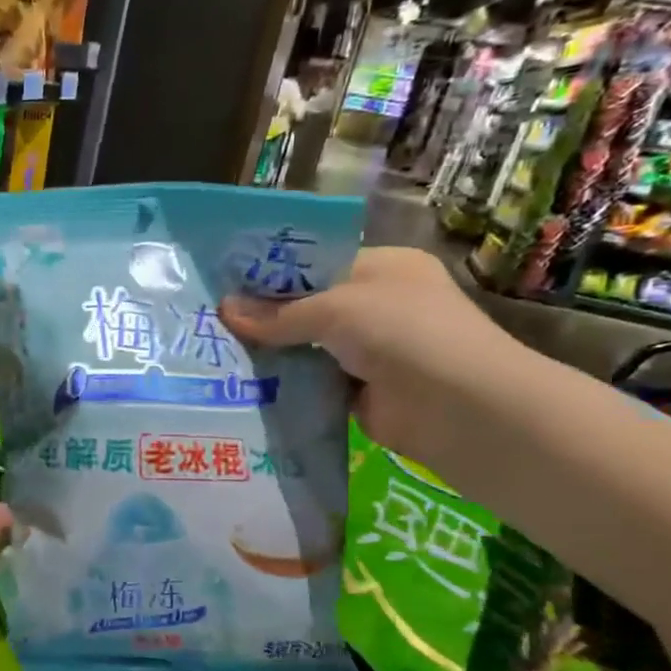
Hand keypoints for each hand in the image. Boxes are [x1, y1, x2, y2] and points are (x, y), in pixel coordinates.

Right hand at [221, 247, 530, 466]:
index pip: (318, 263)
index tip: (225, 283)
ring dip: (270, 353)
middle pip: (307, 307)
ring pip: (306, 348)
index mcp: (382, 268)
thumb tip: (224, 309)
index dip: (273, 273)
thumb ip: (278, 313)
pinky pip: (310, 384)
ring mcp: (368, 352)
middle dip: (264, 316)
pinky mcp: (357, 392)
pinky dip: (284, 386)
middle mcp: (376, 306)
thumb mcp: (336, 309)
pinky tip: (242, 386)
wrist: (460, 408)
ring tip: (214, 353)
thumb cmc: (404, 332)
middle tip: (210, 321)